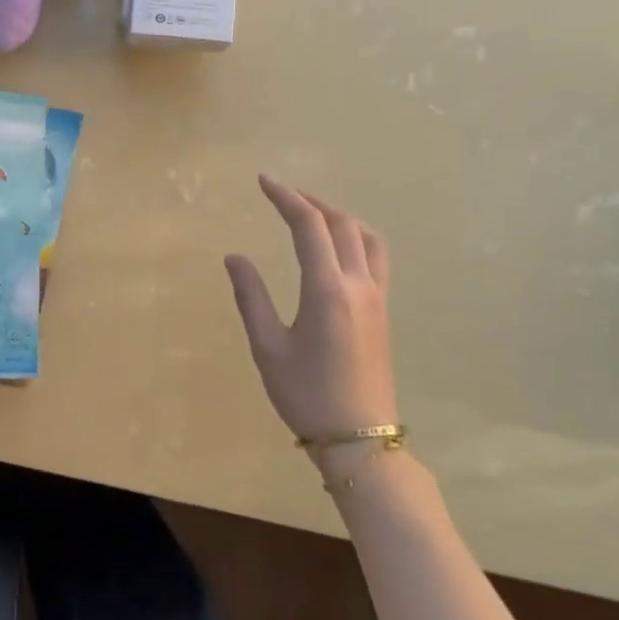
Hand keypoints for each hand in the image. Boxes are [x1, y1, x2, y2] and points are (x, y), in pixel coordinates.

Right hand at [225, 176, 396, 446]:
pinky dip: (355, 235)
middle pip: (340, 223)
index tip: (263, 181)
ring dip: (338, 215)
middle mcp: (358, 284)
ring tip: (310, 212)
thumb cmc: (305, 394)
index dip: (285, 197)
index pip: (308, 226)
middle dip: (310, 201)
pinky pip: (376, 256)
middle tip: (280, 193)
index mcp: (327, 290)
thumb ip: (251, 296)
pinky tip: (337, 247)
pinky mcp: (383, 311)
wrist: (359, 438)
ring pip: (366, 237)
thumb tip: (235, 257)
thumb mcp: (267, 347)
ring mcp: (377, 297)